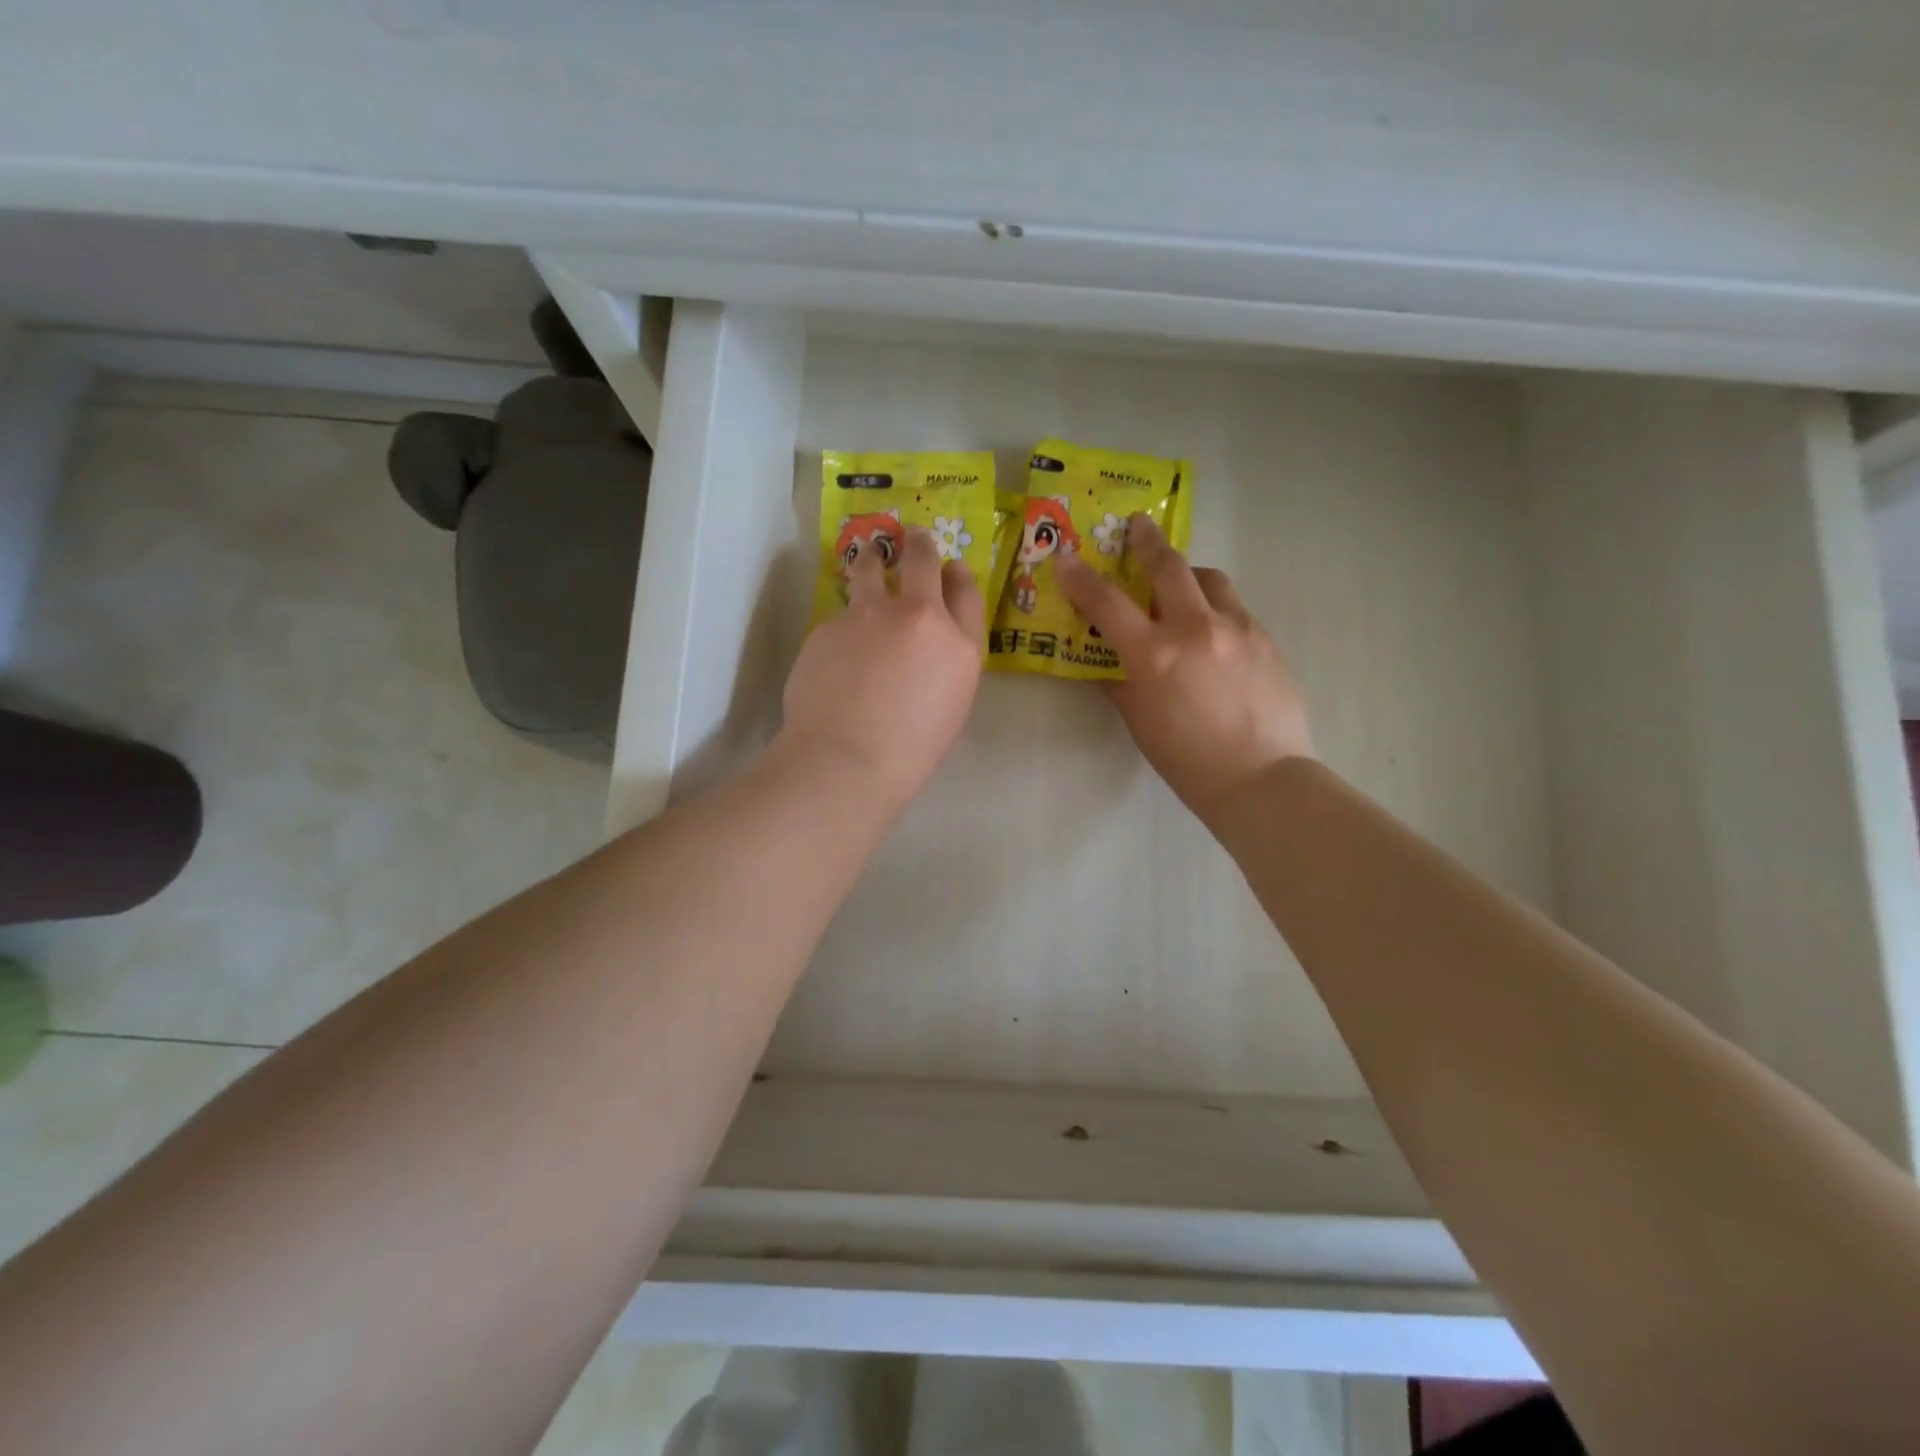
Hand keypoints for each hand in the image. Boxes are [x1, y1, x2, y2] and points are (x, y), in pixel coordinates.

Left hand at [778, 527, 983, 809]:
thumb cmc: (910, 750)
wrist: (848, 758)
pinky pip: (840, 615)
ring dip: (872, 560)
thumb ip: (945, 665)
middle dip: (919, 545)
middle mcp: (918, 617)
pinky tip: (836, 653)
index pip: (966, 592)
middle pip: (922, 561)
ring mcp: (870, 615)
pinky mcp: (829, 625)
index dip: (959, 574)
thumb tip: (927, 648)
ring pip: (870, 568)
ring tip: (867, 559)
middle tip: (912, 537)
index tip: (951, 567)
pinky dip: (842, 624)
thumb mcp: (950, 706)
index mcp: (959, 645)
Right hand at [1055, 514, 1311, 823]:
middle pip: (1168, 566)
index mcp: (1155, 654)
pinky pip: (1235, 608)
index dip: (1081, 577)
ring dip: (1189, 574)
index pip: (1107, 602)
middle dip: (1147, 541)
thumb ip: (1121, 683)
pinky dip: (1216, 608)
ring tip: (1182, 586)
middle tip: (1138, 526)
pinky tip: (1215, 634)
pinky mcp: (1266, 638)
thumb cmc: (1187, 760)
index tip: (1066, 558)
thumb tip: (1109, 663)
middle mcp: (1196, 628)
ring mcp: (1237, 628)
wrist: (1261, 779)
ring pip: (1210, 579)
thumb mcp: (1140, 722)